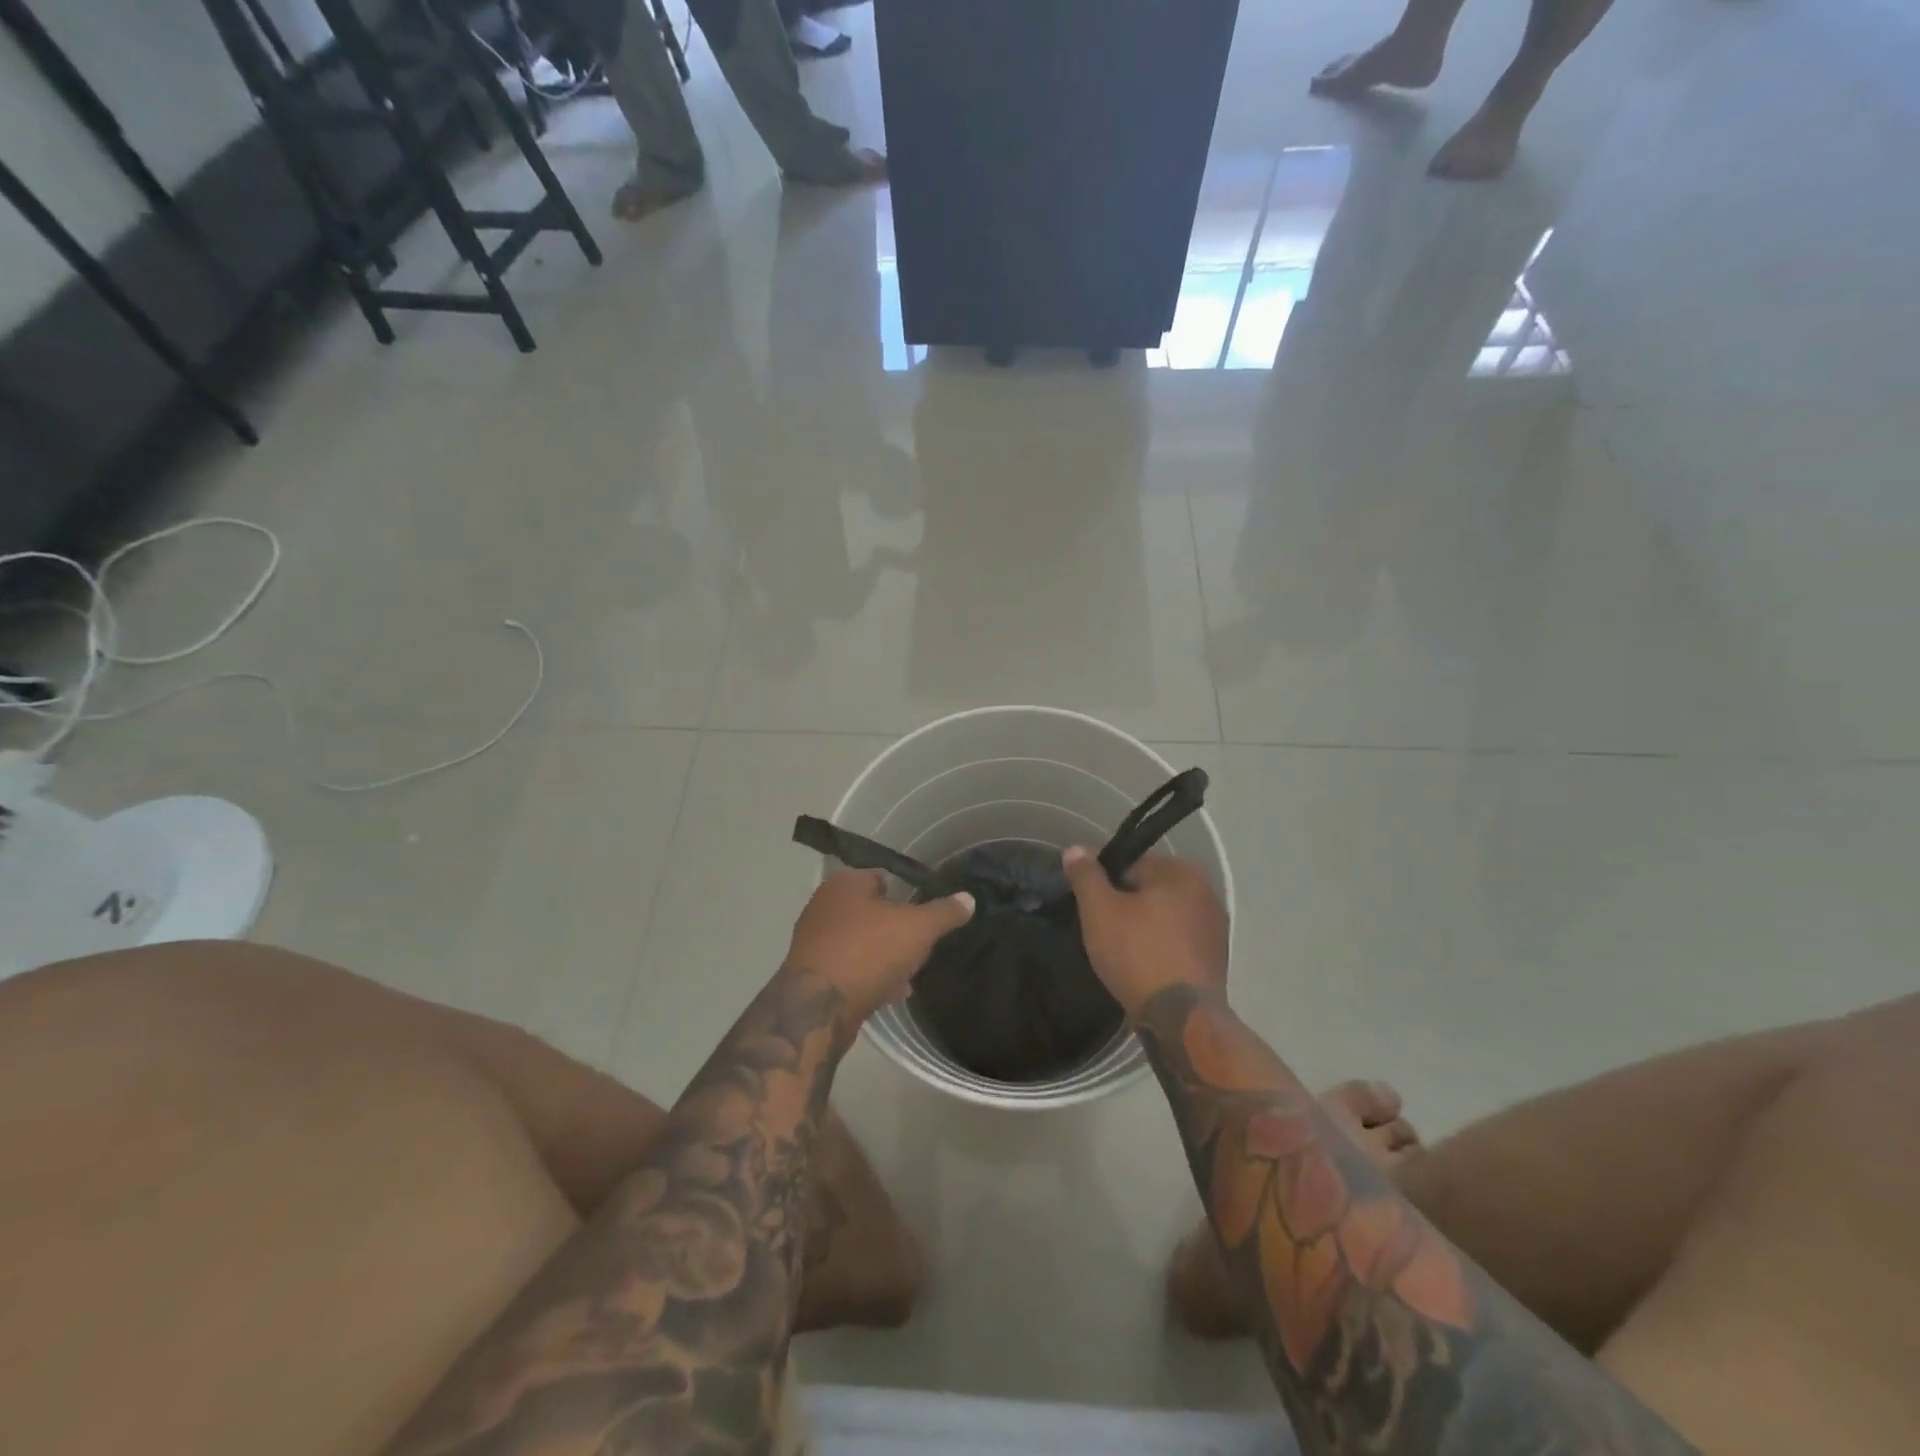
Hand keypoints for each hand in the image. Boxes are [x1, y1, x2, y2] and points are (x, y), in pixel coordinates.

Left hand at [781, 870, 973, 1022]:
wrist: (818, 1008)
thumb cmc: (868, 951)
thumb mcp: (918, 928)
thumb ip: (944, 912)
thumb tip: (969, 899)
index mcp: (845, 883)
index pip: (882, 877)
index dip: (907, 893)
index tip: (926, 913)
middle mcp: (824, 905)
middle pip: (872, 911)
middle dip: (896, 928)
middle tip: (921, 944)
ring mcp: (814, 940)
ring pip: (861, 941)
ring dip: (884, 955)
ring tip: (911, 972)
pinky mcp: (812, 973)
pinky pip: (850, 967)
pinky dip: (870, 976)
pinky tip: (892, 992)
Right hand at [1062, 848, 1227, 1018]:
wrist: (1181, 1018)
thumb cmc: (1137, 954)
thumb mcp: (1099, 910)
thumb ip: (1086, 876)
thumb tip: (1075, 849)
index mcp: (1181, 872)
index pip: (1132, 864)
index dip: (1106, 884)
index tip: (1091, 908)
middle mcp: (1206, 891)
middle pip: (1150, 890)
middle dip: (1126, 906)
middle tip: (1103, 932)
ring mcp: (1216, 926)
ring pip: (1165, 917)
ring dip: (1145, 927)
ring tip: (1122, 953)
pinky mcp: (1217, 957)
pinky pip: (1179, 941)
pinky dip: (1162, 948)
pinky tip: (1144, 968)